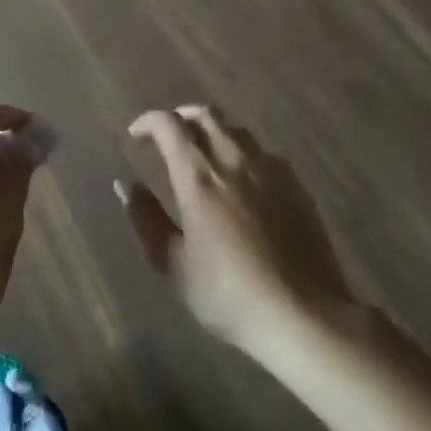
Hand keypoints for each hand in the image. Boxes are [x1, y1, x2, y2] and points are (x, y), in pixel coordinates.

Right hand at [122, 104, 356, 353]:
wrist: (304, 315)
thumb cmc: (228, 293)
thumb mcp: (173, 264)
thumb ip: (146, 219)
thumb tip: (126, 185)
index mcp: (198, 175)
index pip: (168, 124)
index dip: (147, 121)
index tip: (136, 134)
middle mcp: (233, 159)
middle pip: (205, 114)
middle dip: (181, 117)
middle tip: (168, 136)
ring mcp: (270, 169)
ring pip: (236, 130)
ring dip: (213, 131)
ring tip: (204, 154)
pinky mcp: (297, 186)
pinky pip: (264, 153)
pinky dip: (243, 153)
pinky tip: (243, 179)